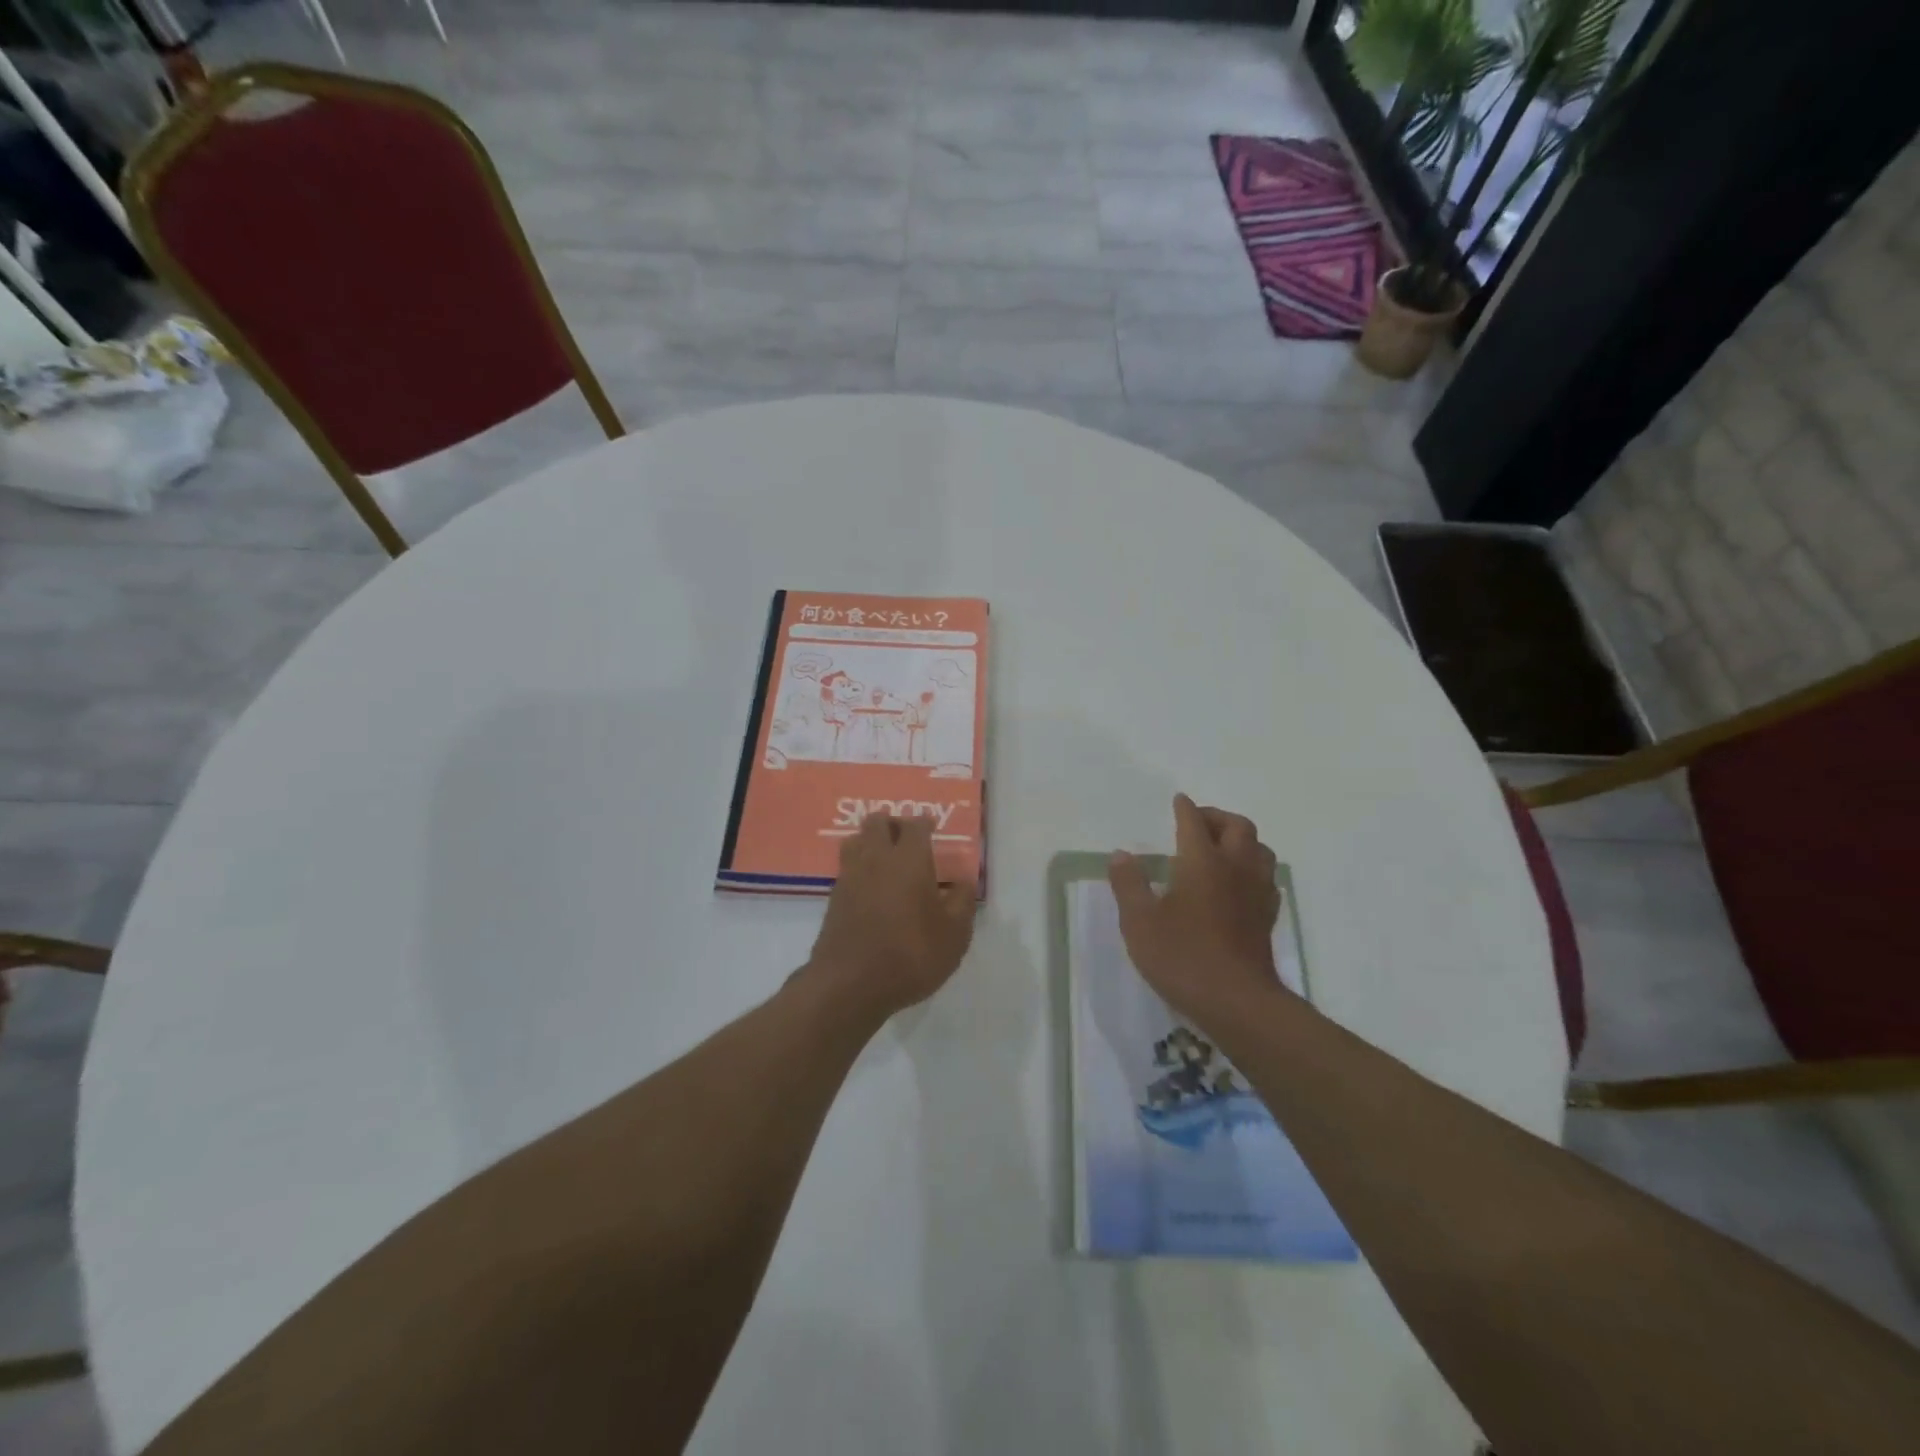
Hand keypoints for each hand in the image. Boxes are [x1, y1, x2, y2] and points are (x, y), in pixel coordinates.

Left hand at [803, 814, 976, 1025]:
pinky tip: (870, 887)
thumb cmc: (911, 955)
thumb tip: (964, 879)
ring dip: (870, 841)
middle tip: (907, 840)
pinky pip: (846, 868)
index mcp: (909, 859)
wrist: (850, 985)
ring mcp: (849, 877)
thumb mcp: (954, 934)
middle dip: (893, 824)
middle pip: (877, 822)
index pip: (915, 825)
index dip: (925, 823)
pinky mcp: (833, 899)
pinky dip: (858, 867)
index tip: (933, 829)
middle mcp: (876, 858)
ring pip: (855, 840)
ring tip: (885, 859)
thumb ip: (962, 901)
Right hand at [1109, 794, 1289, 1025]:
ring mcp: (1256, 893)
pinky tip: (1239, 883)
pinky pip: (1266, 878)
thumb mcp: (1139, 922)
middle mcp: (1235, 868)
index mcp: (1202, 862)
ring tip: (1221, 847)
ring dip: (1241, 839)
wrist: (1237, 1002)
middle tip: (1198, 822)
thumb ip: (1128, 884)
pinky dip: (1252, 868)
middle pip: (1238, 827)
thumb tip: (1121, 854)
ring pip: (1260, 849)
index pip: (1194, 822)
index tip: (1178, 800)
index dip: (1185, 809)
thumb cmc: (1183, 956)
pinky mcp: (1267, 917)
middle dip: (1217, 817)